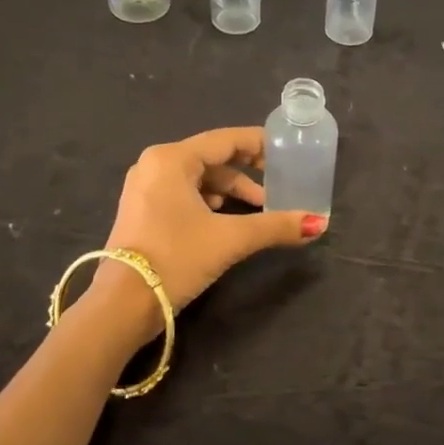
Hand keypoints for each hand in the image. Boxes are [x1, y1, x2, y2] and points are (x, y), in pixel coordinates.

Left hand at [90, 126, 324, 341]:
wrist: (124, 304)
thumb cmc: (176, 258)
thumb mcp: (231, 239)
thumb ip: (276, 226)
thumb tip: (319, 223)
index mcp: (171, 159)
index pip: (225, 140)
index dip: (259, 144)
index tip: (286, 152)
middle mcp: (154, 165)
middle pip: (212, 158)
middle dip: (247, 173)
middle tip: (278, 184)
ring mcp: (144, 189)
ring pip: (198, 179)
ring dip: (230, 191)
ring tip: (259, 209)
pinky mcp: (142, 212)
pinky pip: (184, 195)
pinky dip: (209, 203)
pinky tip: (227, 220)